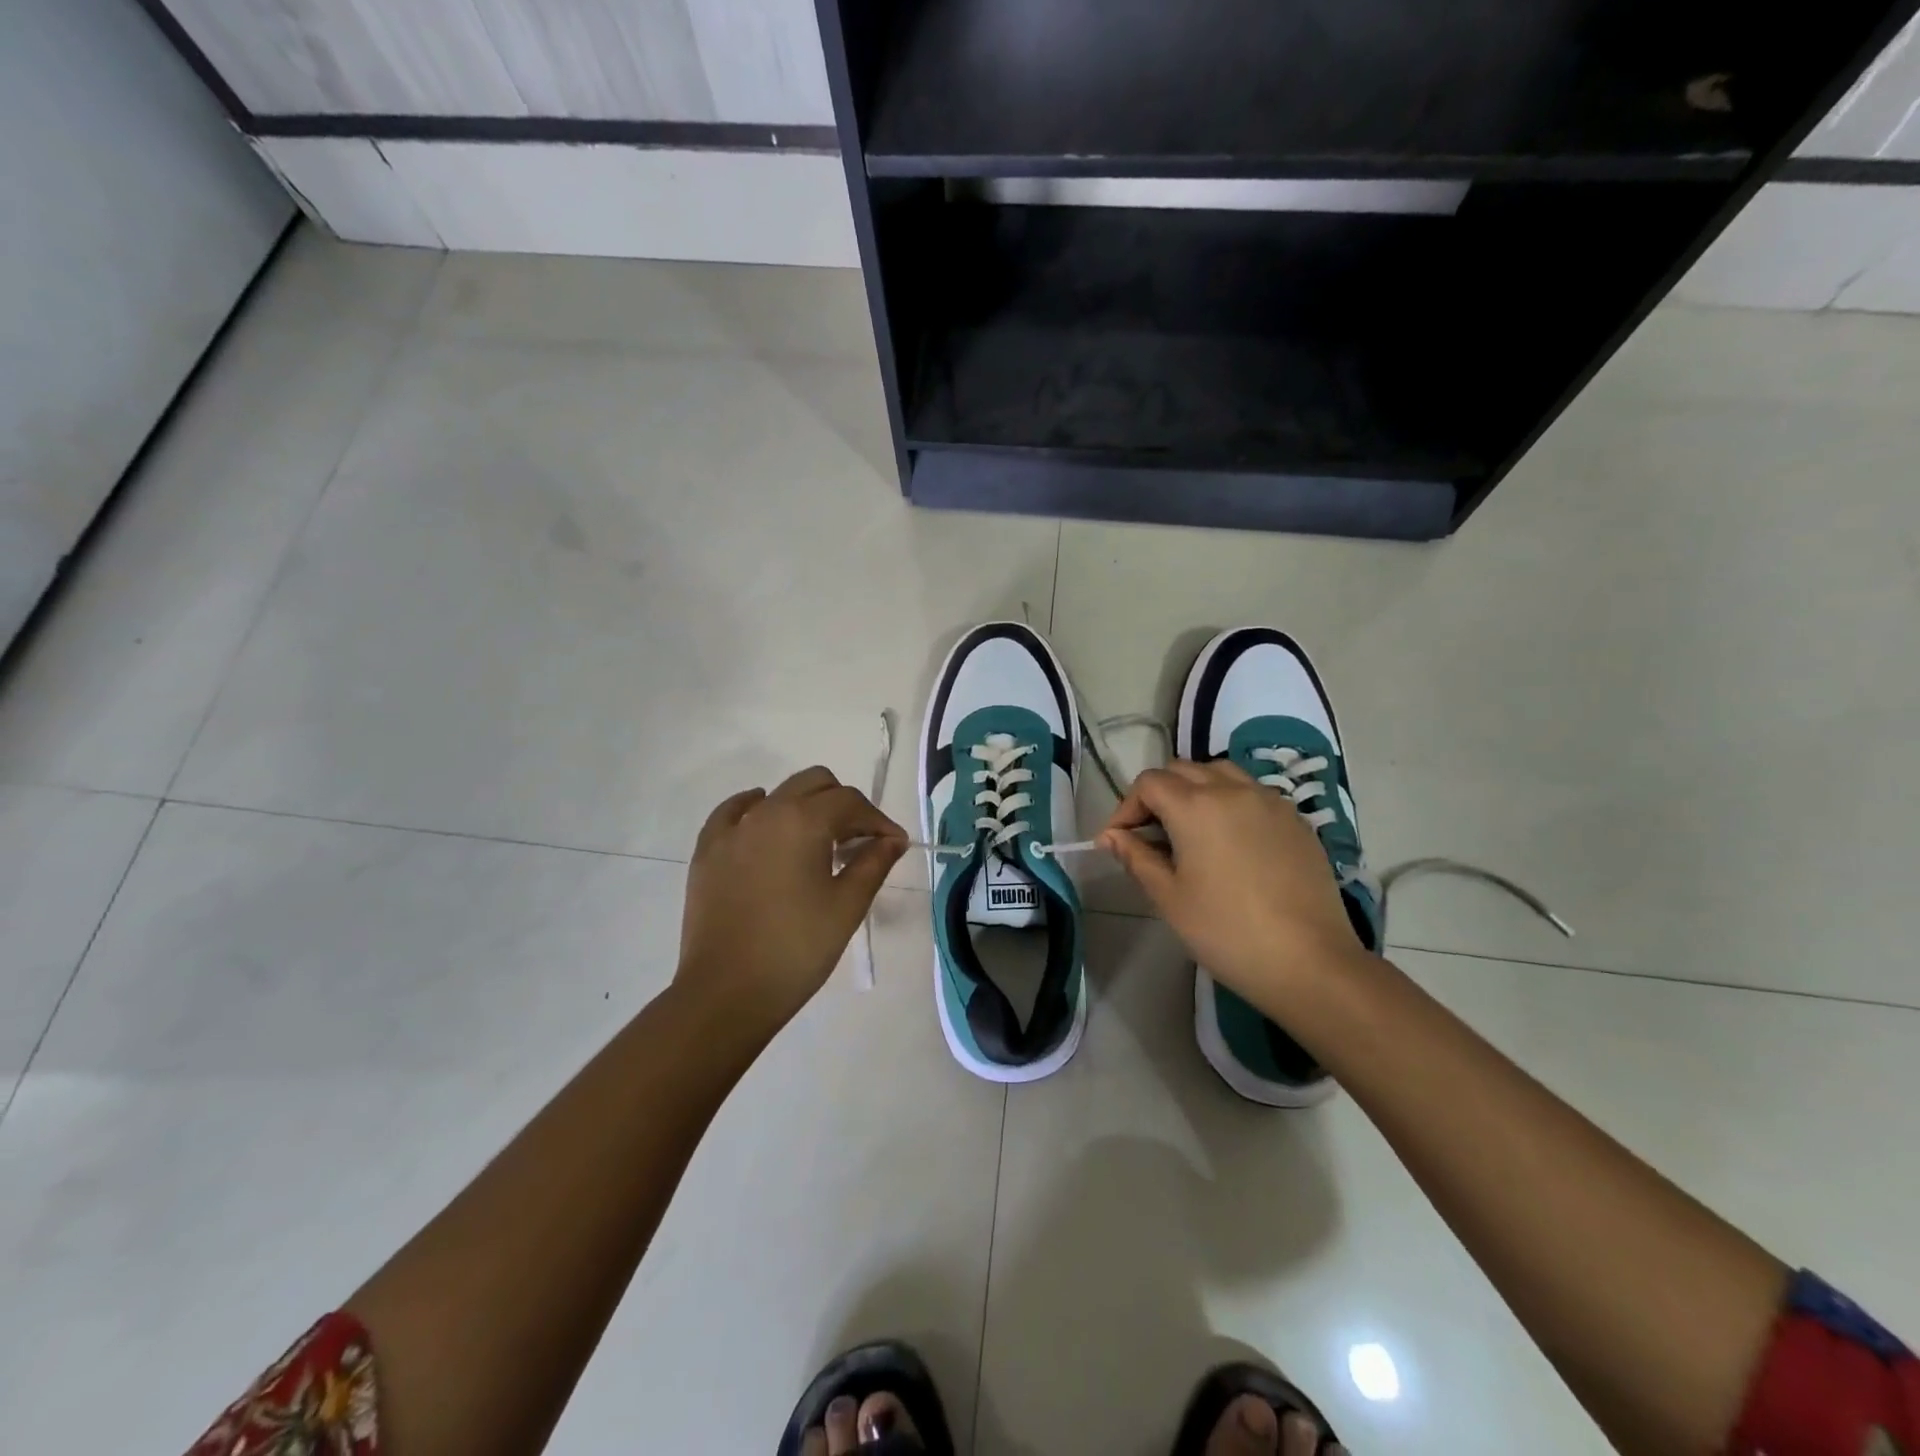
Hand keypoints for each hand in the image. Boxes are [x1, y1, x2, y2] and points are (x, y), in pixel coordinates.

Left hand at [677, 767, 907, 1033]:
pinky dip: (758, 809)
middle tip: (858, 842)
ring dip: (806, 808)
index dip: (878, 821)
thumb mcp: (847, 907)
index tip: (893, 846)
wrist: (726, 992)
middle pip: (815, 784)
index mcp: (804, 821)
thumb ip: (873, 864)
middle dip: (843, 804)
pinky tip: (767, 826)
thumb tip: (892, 840)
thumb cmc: (796, 949)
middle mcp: (767, 811)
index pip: (850, 802)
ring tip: (818, 845)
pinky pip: (736, 812)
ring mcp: (732, 829)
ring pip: (779, 794)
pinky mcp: (708, 850)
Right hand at [1099, 759, 1370, 1014]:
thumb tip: (1111, 836)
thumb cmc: (1226, 931)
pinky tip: (1231, 841)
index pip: (1149, 783)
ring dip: (1196, 789)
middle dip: (1158, 794)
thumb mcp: (1169, 898)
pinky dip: (1231, 802)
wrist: (1309, 961)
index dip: (1126, 807)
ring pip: (1221, 773)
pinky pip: (1253, 793)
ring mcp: (1270, 802)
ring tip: (1190, 828)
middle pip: (1183, 770)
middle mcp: (1232, 790)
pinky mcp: (1296, 820)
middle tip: (1149, 834)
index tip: (1119, 840)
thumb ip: (1137, 858)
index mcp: (1195, 806)